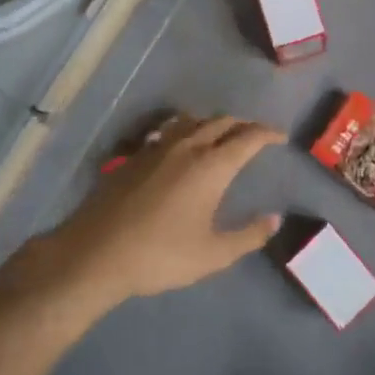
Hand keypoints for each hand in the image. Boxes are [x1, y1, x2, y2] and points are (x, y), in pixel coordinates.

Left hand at [48, 114, 284, 305]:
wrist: (95, 253)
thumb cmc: (160, 255)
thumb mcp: (212, 255)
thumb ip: (248, 236)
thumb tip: (274, 219)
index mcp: (212, 166)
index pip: (248, 137)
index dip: (268, 133)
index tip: (280, 136)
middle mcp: (188, 146)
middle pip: (223, 122)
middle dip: (244, 124)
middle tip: (256, 134)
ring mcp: (158, 147)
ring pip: (194, 120)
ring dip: (214, 122)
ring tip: (222, 133)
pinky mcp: (135, 155)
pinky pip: (169, 129)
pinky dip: (186, 128)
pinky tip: (181, 143)